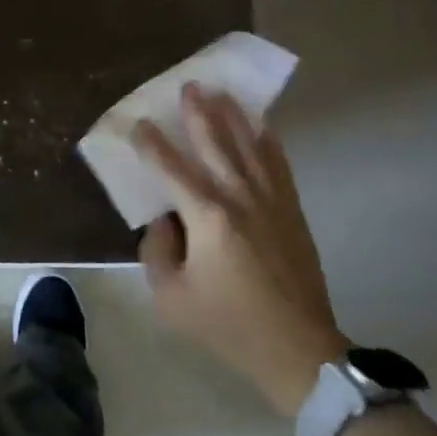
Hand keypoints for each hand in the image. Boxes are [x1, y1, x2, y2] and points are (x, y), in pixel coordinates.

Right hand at [134, 85, 347, 416]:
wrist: (298, 350)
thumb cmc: (228, 325)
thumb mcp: (172, 297)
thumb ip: (157, 251)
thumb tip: (165, 221)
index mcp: (208, 217)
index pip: (172, 169)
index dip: (151, 145)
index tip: (138, 124)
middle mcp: (240, 198)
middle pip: (216, 145)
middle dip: (199, 114)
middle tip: (188, 86)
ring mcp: (271, 202)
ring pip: (249, 147)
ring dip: (233, 117)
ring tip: (221, 92)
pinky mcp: (292, 212)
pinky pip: (279, 166)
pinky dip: (269, 142)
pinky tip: (262, 126)